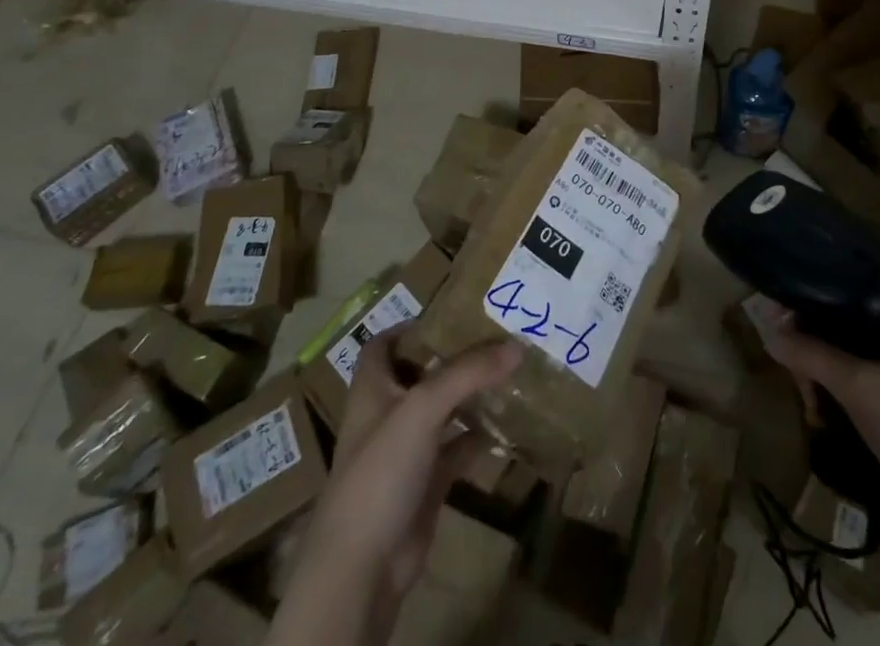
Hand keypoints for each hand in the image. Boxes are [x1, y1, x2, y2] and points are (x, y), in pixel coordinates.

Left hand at [292, 332, 520, 620]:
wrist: (363, 566)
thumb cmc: (380, 470)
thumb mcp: (423, 408)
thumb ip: (468, 373)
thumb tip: (516, 346)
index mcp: (372, 388)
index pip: (385, 343)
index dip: (411, 326)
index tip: (452, 312)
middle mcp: (388, 413)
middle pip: (422, 373)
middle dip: (454, 356)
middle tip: (495, 336)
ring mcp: (407, 450)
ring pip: (443, 410)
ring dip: (470, 395)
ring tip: (509, 371)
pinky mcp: (426, 482)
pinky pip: (457, 449)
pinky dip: (478, 437)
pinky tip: (507, 425)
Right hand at [765, 296, 879, 549]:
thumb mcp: (860, 389)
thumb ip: (812, 356)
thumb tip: (767, 332)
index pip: (842, 282)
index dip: (805, 295)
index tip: (774, 317)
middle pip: (840, 318)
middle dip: (811, 344)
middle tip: (795, 375)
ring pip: (848, 350)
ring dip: (823, 371)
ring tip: (809, 402)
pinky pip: (861, 377)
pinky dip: (840, 390)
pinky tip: (824, 413)